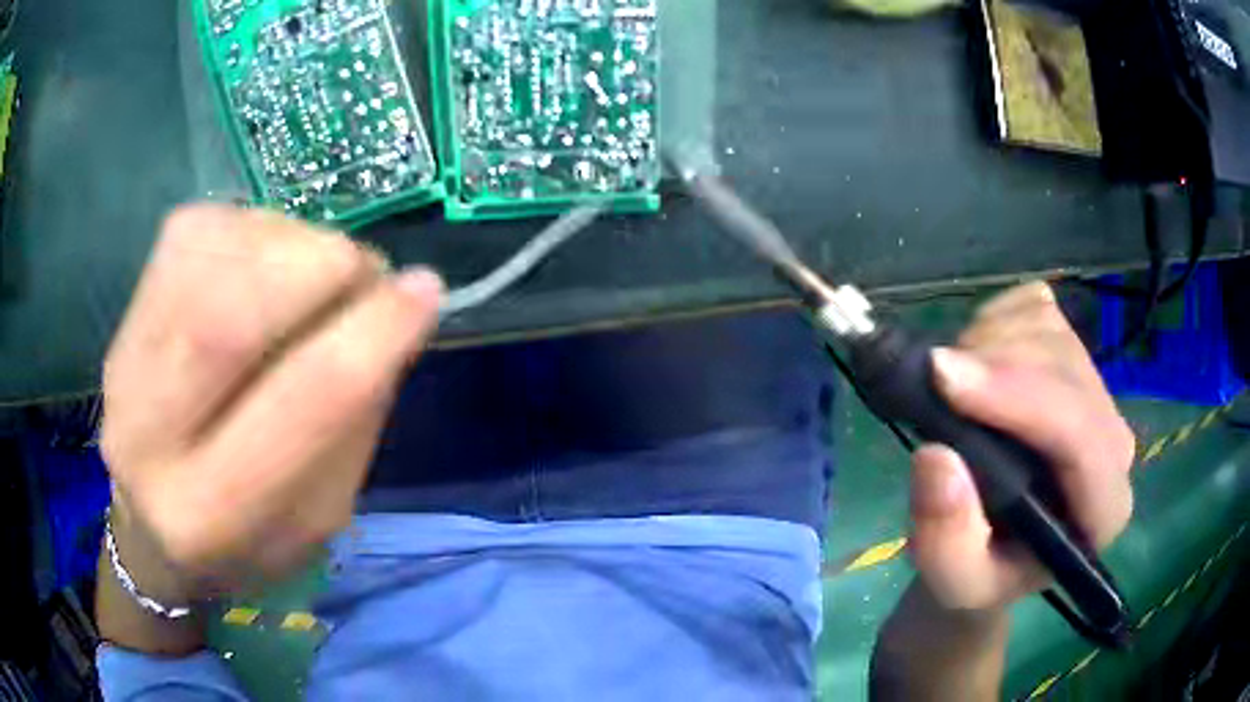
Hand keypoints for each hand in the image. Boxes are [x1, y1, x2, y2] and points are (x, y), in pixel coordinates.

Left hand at [101, 205, 442, 598]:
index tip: (426, 290)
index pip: (296, 406)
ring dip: (290, 244)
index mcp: (209, 514)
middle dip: (322, 267)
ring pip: (212, 251)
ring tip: (310, 276)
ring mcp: (124, 356)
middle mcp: (145, 433)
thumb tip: (389, 311)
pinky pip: (200, 227)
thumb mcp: (318, 516)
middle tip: (363, 272)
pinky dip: (254, 231)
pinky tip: (262, 267)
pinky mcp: (125, 304)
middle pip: (230, 311)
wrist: (151, 520)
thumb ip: (353, 423)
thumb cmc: (244, 535)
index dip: (372, 334)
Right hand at [908, 282, 1135, 611]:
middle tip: (932, 384)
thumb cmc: (984, 571)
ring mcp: (1097, 388)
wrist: (1000, 546)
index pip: (1079, 434)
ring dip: (988, 342)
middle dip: (993, 364)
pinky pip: (1035, 306)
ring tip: (952, 386)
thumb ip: (946, 543)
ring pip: (1048, 329)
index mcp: (1102, 507)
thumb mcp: (954, 582)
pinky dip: (995, 319)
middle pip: (1063, 366)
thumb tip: (937, 457)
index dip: (1017, 398)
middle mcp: (1112, 439)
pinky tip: (977, 361)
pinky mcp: (1074, 353)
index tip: (943, 379)